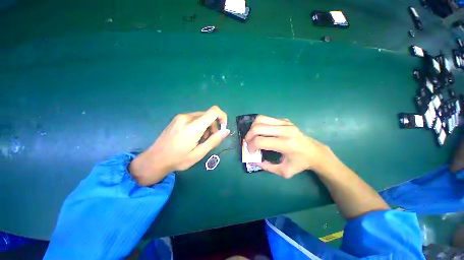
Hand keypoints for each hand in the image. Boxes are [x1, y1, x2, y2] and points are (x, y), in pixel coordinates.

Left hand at [130, 106, 229, 185]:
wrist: (155, 159)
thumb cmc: (178, 159)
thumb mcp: (199, 153)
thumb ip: (214, 140)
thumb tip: (226, 130)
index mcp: (193, 127)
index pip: (213, 111)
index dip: (222, 116)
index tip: (223, 128)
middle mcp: (187, 117)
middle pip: (208, 115)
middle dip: (213, 126)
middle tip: (209, 139)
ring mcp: (181, 117)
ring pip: (202, 117)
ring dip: (206, 127)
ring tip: (200, 140)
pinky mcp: (177, 118)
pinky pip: (194, 118)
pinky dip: (199, 125)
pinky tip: (193, 136)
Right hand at [245, 115, 329, 177]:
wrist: (314, 152)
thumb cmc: (299, 163)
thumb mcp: (284, 171)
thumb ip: (266, 167)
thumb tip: (252, 160)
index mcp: (285, 144)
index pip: (260, 141)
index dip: (251, 146)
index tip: (251, 152)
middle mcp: (285, 130)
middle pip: (258, 127)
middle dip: (248, 136)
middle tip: (248, 143)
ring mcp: (285, 123)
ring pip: (260, 119)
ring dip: (252, 128)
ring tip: (252, 136)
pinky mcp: (284, 120)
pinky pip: (266, 118)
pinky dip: (259, 124)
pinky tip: (261, 132)